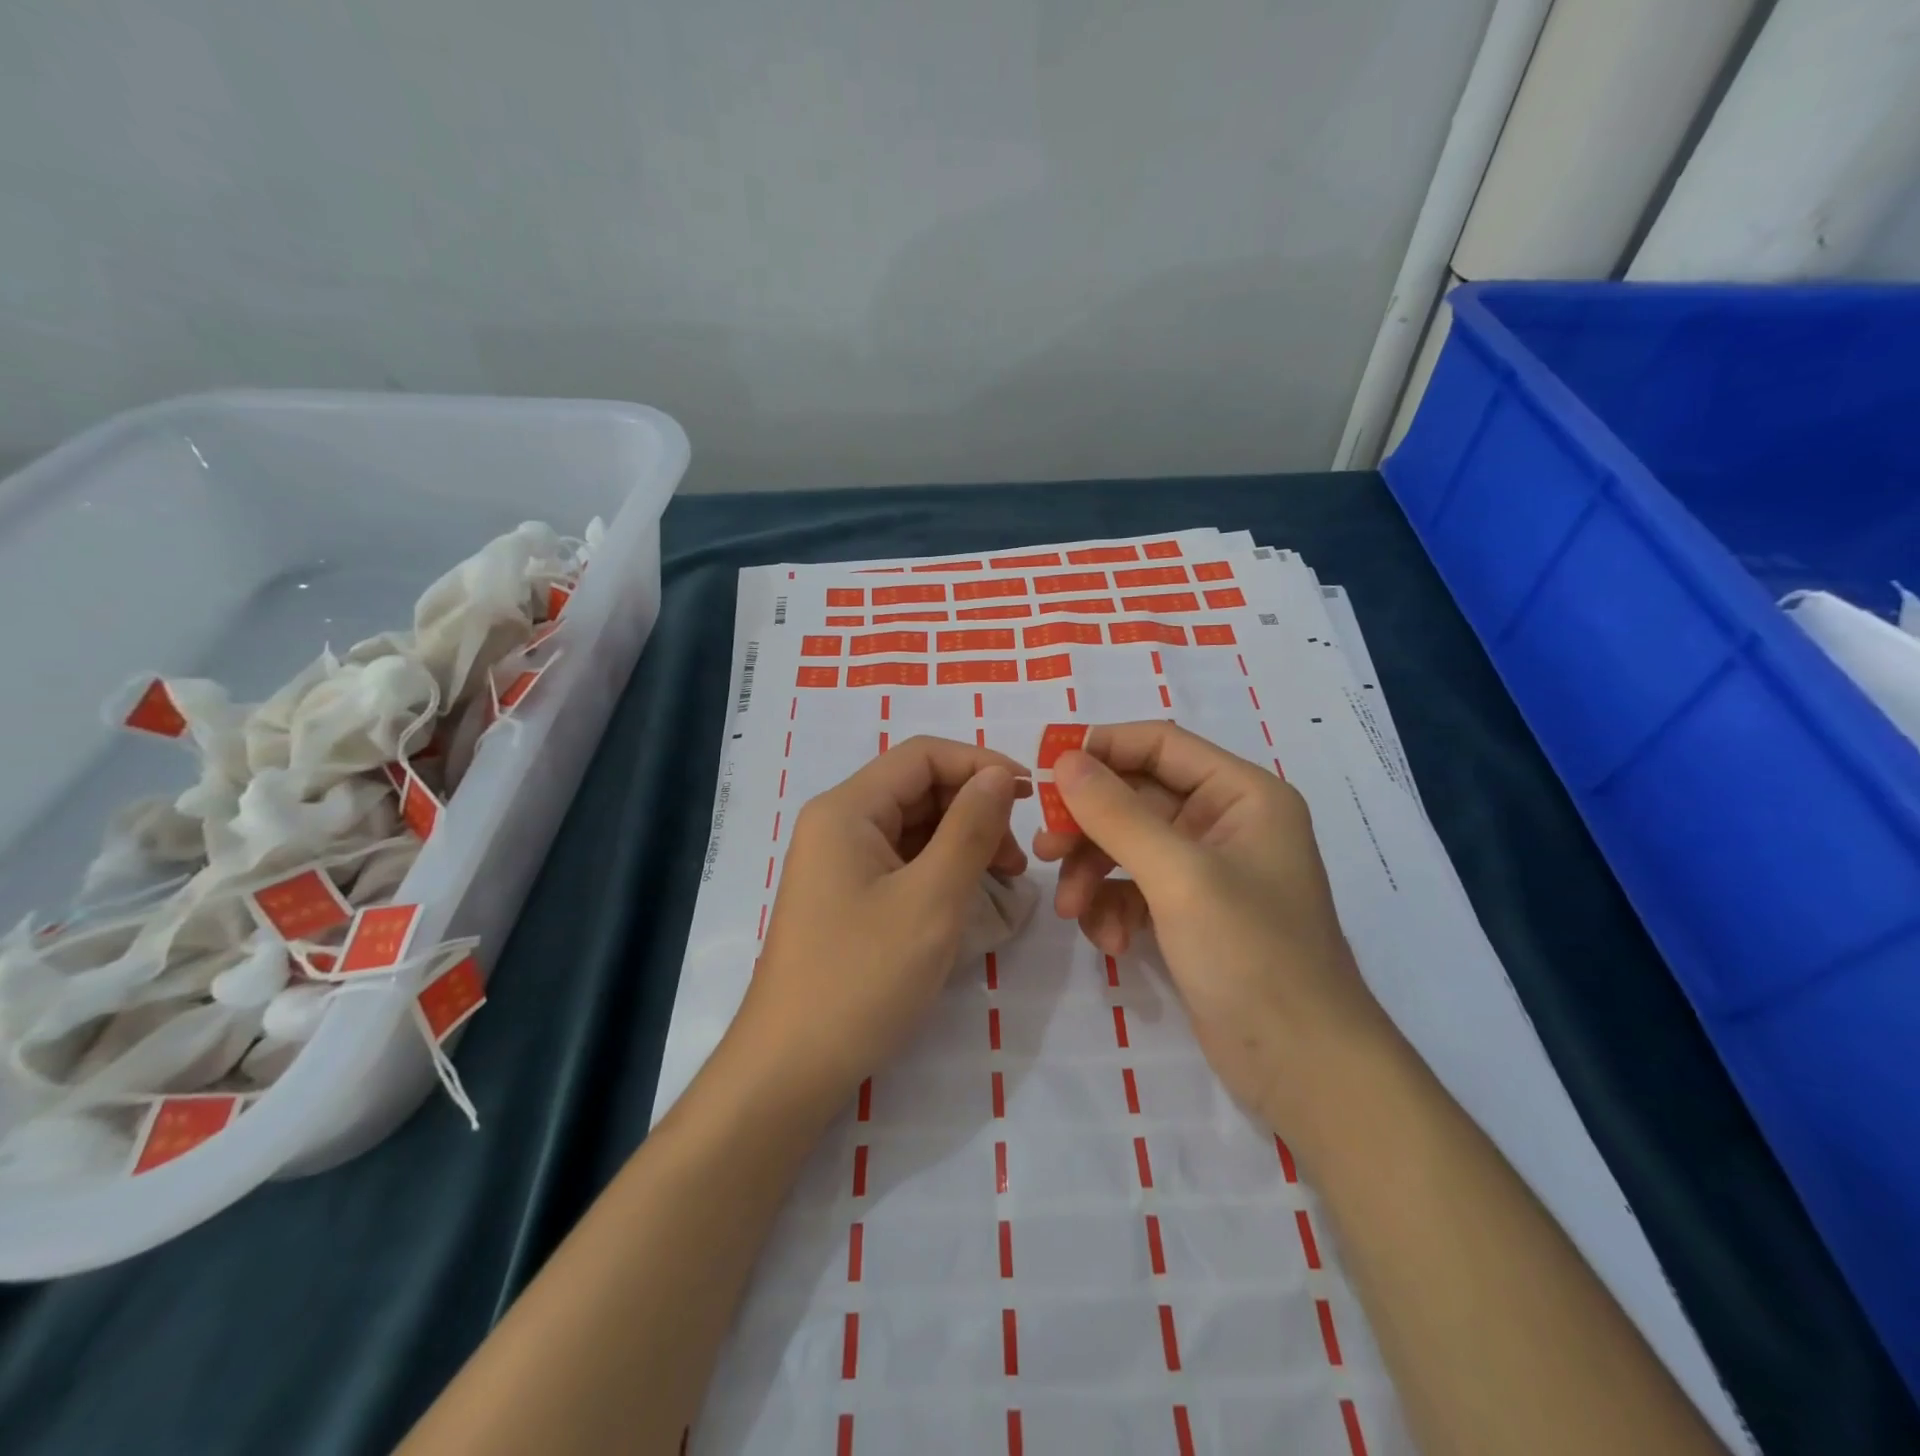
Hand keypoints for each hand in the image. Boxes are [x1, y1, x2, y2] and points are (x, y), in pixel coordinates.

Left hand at [730, 736, 1030, 1118]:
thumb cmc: (862, 979)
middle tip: (1019, 858)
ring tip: (1005, 881)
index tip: (1033, 797)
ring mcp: (839, 861)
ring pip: (915, 827)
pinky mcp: (847, 895)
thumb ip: (970, 829)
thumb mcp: (931, 900)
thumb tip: (1001, 775)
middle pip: (918, 788)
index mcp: (847, 809)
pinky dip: (942, 870)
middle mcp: (838, 823)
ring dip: (963, 841)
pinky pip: (903, 862)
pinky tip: (972, 896)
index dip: (981, 765)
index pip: (922, 755)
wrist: (791, 1068)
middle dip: (975, 809)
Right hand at [1033, 722, 1389, 1131]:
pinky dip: (1112, 907)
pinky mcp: (1190, 912)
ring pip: (1127, 844)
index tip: (1045, 774)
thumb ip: (1117, 814)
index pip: (1160, 744)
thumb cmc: (1252, 955)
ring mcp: (1207, 869)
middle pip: (1136, 797)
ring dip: (1093, 872)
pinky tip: (1109, 942)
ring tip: (1073, 911)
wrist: (1304, 1069)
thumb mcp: (1179, 876)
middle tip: (1044, 850)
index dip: (1101, 750)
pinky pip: (1134, 887)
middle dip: (1088, 825)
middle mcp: (1225, 821)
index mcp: (1242, 794)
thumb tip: (1063, 759)